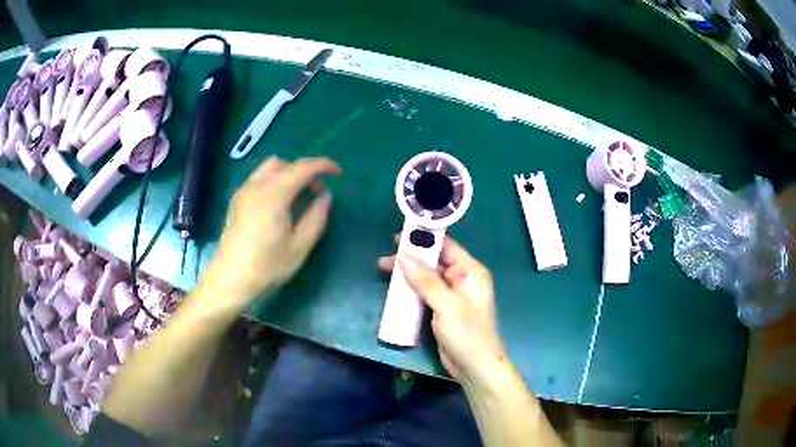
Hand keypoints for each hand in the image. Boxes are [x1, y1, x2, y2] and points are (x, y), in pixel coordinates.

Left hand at [206, 156, 340, 309]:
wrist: (230, 281)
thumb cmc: (267, 267)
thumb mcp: (299, 246)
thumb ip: (316, 217)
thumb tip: (325, 196)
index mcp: (274, 194)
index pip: (303, 167)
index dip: (324, 166)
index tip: (338, 174)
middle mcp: (256, 185)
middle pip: (285, 163)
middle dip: (305, 170)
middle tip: (316, 191)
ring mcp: (243, 192)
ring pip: (269, 168)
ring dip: (288, 173)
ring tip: (298, 196)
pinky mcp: (236, 201)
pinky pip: (258, 179)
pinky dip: (273, 180)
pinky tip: (278, 204)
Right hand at [378, 237, 507, 385]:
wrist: (475, 367)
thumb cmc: (467, 333)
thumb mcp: (447, 305)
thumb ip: (426, 281)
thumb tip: (404, 257)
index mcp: (470, 272)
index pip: (446, 247)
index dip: (424, 240)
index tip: (399, 237)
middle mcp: (462, 279)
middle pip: (434, 261)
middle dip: (411, 258)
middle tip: (386, 259)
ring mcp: (452, 295)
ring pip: (427, 277)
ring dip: (408, 274)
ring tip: (384, 270)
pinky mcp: (442, 309)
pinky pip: (425, 293)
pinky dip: (410, 289)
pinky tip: (395, 290)